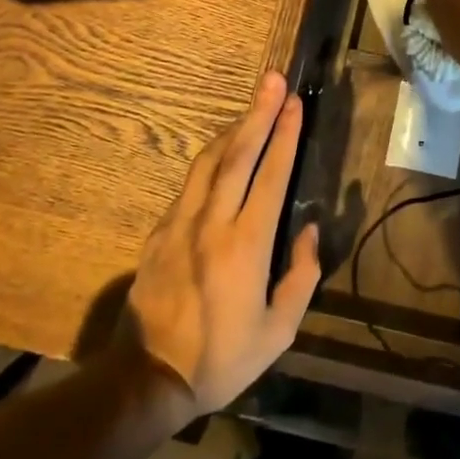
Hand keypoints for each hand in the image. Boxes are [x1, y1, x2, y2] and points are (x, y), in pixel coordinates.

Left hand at [119, 71, 321, 423]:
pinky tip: (222, 152)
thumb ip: (301, 276)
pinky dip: (212, 158)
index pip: (270, 175)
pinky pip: (191, 182)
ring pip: (210, 161)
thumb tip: (311, 230)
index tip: (294, 103)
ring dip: (234, 128)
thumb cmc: (222, 358)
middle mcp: (213, 222)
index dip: (285, 135)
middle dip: (259, 113)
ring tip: (252, 106)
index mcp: (246, 244)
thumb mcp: (279, 331)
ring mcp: (181, 222)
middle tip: (272, 80)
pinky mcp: (161, 230)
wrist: (148, 378)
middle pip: (238, 154)